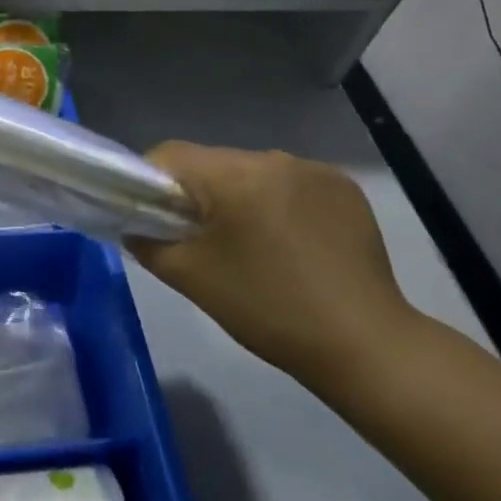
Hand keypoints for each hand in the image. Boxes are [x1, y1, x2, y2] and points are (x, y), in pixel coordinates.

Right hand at [127, 143, 421, 389]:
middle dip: (198, 194)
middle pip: (212, 163)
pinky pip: (290, 184)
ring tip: (251, 246)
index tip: (152, 218)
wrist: (365, 345)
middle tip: (200, 240)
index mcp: (233, 175)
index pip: (169, 155)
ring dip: (240, 198)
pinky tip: (291, 245)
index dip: (149, 182)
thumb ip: (147, 242)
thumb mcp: (191, 278)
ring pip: (252, 172)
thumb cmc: (267, 308)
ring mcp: (314, 170)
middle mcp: (273, 158)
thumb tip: (135, 226)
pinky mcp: (344, 188)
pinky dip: (279, 204)